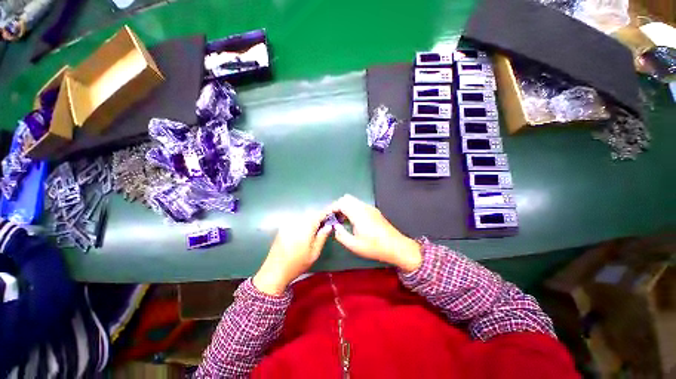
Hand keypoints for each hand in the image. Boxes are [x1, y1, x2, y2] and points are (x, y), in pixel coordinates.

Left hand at [253, 211, 331, 294]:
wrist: (274, 271)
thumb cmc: (297, 264)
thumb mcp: (314, 253)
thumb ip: (322, 237)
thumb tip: (329, 226)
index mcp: (306, 227)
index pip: (319, 214)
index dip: (327, 212)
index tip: (334, 212)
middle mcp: (297, 222)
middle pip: (311, 214)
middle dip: (320, 216)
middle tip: (327, 223)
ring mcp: (289, 224)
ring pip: (304, 217)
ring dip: (312, 220)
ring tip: (318, 228)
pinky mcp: (283, 227)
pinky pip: (297, 220)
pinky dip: (304, 223)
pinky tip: (305, 231)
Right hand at [330, 194, 421, 271]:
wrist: (396, 246)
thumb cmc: (374, 247)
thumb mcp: (354, 245)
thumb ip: (341, 235)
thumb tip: (335, 227)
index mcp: (357, 213)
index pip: (340, 203)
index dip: (331, 208)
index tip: (327, 216)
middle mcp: (363, 207)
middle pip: (346, 198)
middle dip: (338, 206)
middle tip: (334, 218)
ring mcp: (370, 208)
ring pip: (353, 201)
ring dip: (345, 207)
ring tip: (342, 220)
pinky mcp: (374, 211)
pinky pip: (359, 205)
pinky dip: (352, 209)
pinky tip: (352, 221)